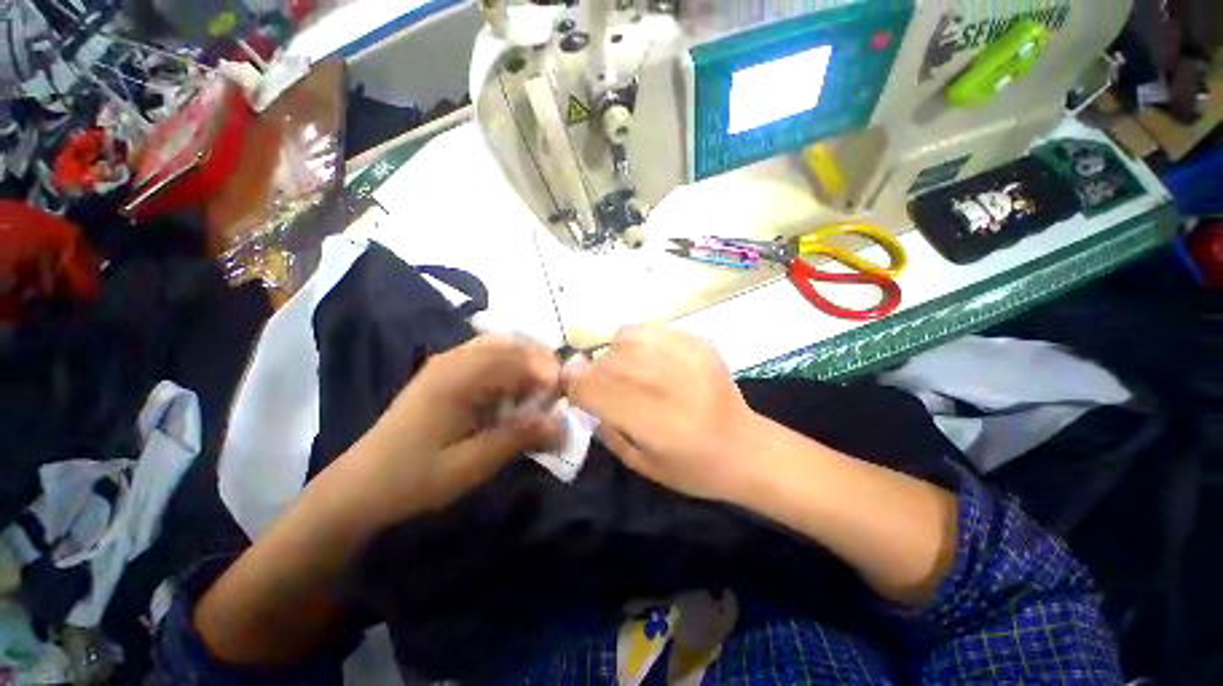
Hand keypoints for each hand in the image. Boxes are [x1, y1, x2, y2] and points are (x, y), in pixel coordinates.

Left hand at [337, 335, 562, 523]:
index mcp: (457, 376)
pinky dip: (509, 370)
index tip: (566, 394)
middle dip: (540, 363)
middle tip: (556, 392)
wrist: (360, 487)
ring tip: (539, 393)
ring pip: (500, 347)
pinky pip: (487, 358)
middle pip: (510, 344)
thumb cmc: (415, 478)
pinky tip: (513, 394)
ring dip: (526, 364)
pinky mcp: (445, 374)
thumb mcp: (473, 464)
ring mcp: (447, 363)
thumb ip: (520, 438)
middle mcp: (453, 359)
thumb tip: (562, 426)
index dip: (547, 371)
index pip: (515, 358)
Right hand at [567, 324, 761, 500]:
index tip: (577, 395)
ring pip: (623, 339)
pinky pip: (649, 329)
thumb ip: (606, 428)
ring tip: (628, 372)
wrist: (746, 447)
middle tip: (605, 388)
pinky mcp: (697, 343)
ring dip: (615, 356)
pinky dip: (638, 341)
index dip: (575, 388)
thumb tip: (585, 396)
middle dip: (594, 375)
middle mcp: (665, 383)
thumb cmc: (693, 468)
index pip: (590, 387)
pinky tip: (648, 359)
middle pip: (605, 362)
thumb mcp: (640, 463)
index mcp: (650, 420)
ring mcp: (684, 356)